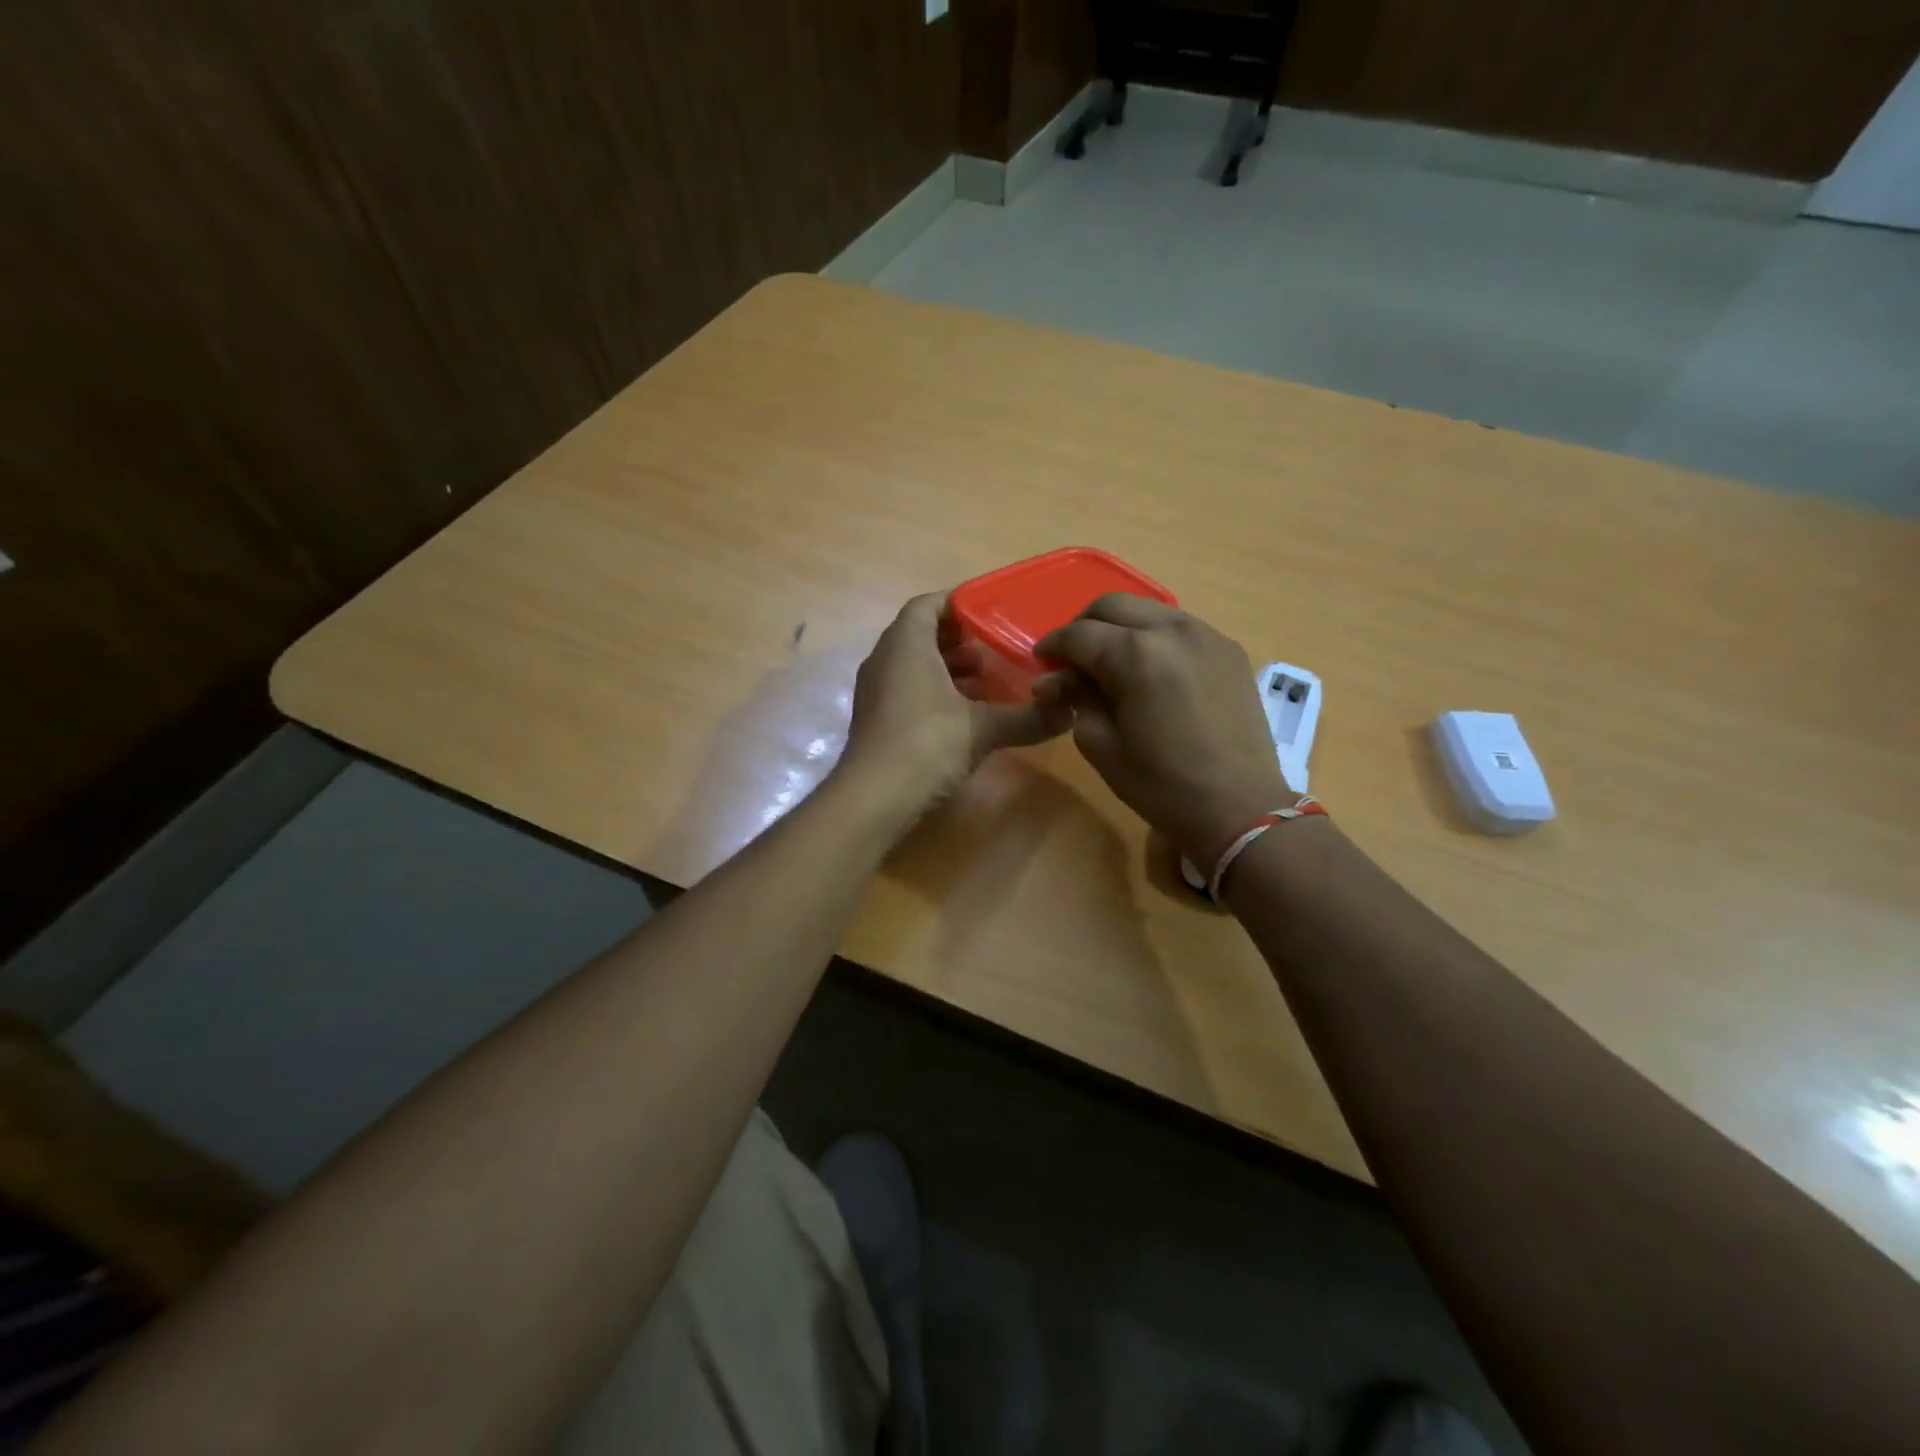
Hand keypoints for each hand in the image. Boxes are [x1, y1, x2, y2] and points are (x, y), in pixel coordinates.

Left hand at [839, 592, 1069, 809]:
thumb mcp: (983, 728)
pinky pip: (907, 690)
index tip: (991, 612)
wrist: (873, 799)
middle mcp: (884, 660)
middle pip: (920, 634)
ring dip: (948, 668)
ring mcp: (876, 692)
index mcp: (905, 644)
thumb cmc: (927, 744)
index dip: (958, 603)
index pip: (927, 604)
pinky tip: (965, 714)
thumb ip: (1026, 717)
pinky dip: (935, 692)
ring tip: (986, 680)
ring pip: (913, 665)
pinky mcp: (876, 720)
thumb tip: (1069, 712)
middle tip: (995, 648)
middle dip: (958, 639)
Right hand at [1035, 594, 1289, 864]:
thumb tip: (1057, 680)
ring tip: (1111, 662)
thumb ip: (1076, 699)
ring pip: (1148, 610)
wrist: (1239, 807)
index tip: (1041, 662)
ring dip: (1121, 627)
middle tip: (1073, 658)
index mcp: (1135, 654)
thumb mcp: (1100, 745)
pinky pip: (1179, 627)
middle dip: (1084, 626)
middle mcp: (1171, 630)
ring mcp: (1206, 635)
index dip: (1052, 646)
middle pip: (1113, 605)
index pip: (1078, 634)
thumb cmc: (1161, 784)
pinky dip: (1154, 637)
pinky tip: (1151, 670)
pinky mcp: (1229, 649)